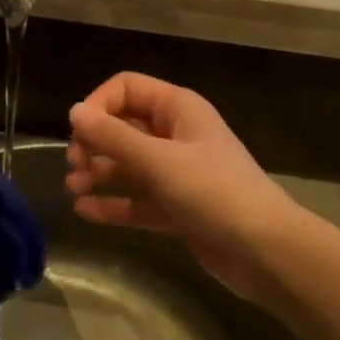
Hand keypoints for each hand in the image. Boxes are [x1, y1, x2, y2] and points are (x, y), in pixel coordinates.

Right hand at [65, 73, 299, 303]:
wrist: (265, 251)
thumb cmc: (213, 191)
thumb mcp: (159, 160)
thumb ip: (113, 137)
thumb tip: (74, 111)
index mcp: (178, 109)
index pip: (127, 88)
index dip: (99, 104)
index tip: (78, 132)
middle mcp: (177, 135)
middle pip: (124, 126)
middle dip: (95, 142)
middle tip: (75, 165)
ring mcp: (178, 173)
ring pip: (129, 165)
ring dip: (99, 173)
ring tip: (74, 189)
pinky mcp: (178, 208)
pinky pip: (138, 199)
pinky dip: (113, 203)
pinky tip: (85, 212)